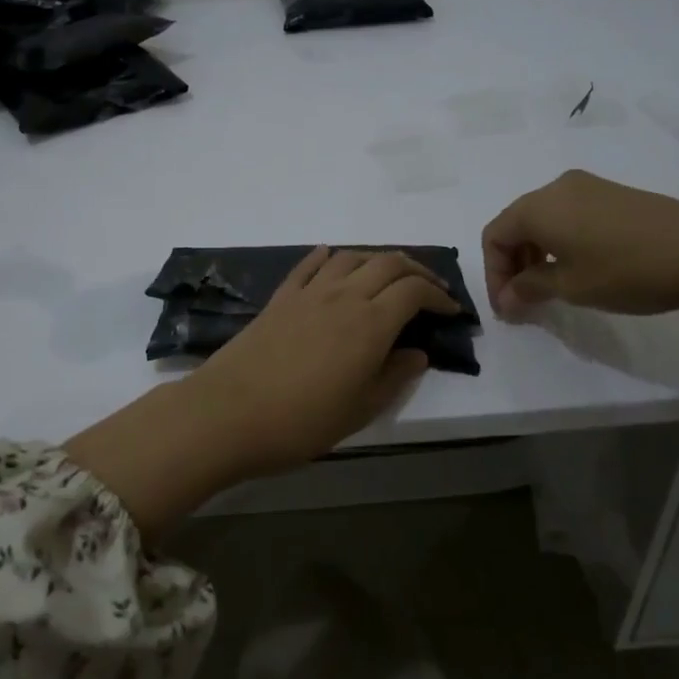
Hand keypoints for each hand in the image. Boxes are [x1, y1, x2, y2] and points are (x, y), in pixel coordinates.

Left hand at [186, 247, 459, 474]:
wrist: (228, 414)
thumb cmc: (301, 421)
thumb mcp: (360, 409)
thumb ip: (394, 377)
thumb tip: (418, 353)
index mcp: (370, 323)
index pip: (414, 291)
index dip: (438, 296)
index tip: (450, 310)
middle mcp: (343, 296)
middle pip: (387, 263)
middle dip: (416, 270)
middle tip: (429, 289)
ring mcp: (308, 293)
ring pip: (351, 257)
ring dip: (376, 259)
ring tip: (387, 277)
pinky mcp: (280, 298)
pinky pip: (309, 265)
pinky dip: (328, 257)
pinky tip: (332, 259)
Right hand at [482, 170, 678, 317]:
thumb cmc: (627, 270)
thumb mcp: (571, 286)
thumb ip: (530, 288)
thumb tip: (508, 297)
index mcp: (538, 206)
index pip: (494, 236)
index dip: (493, 274)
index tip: (507, 308)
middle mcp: (557, 188)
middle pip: (516, 225)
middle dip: (512, 265)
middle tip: (524, 302)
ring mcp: (588, 187)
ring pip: (543, 220)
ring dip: (536, 255)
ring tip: (550, 289)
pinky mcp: (613, 194)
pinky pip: (569, 216)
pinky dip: (560, 243)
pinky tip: (579, 268)